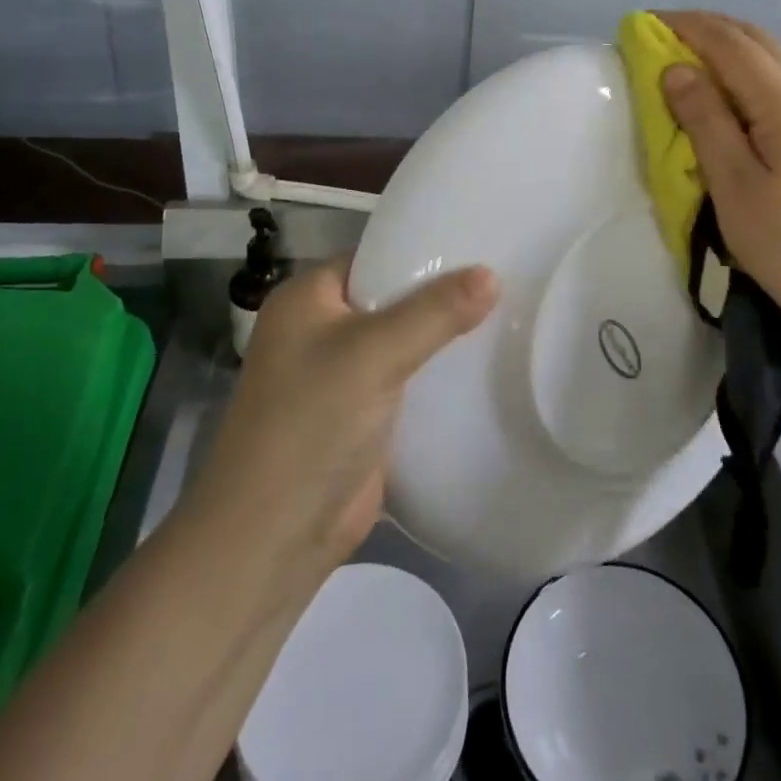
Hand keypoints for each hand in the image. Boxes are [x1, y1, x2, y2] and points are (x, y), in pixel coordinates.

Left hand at [177, 259, 497, 583]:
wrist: (273, 537)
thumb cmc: (311, 424)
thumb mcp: (375, 353)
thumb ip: (435, 312)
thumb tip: (491, 275)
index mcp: (307, 299)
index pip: (374, 256)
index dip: (423, 250)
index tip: (479, 244)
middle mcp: (321, 330)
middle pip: (392, 298)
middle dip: (441, 294)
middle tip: (505, 278)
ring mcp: (341, 376)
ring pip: (403, 342)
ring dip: (443, 337)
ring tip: (507, 315)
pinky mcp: (361, 416)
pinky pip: (407, 381)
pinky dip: (437, 375)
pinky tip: (484, 365)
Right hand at [657, 11, 780, 332]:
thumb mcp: (733, 183)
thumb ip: (704, 119)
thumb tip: (675, 69)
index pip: (730, 43)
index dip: (687, 27)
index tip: (646, 23)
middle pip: (756, 39)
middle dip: (708, 28)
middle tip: (662, 34)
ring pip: (774, 56)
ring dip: (730, 46)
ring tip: (689, 55)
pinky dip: (750, 68)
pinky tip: (730, 88)